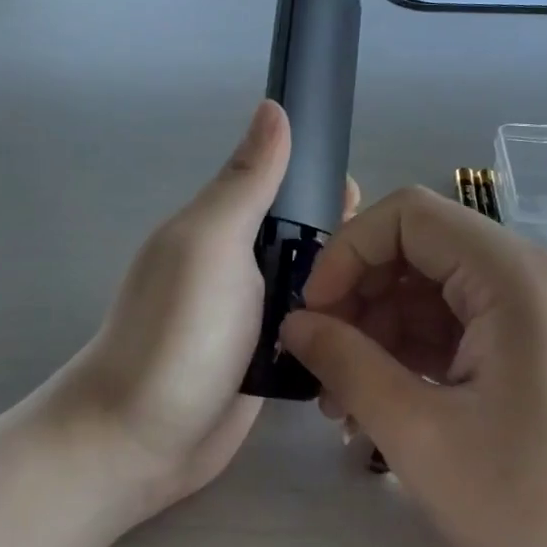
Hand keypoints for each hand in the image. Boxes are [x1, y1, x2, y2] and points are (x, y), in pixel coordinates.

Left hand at [57, 101, 356, 520]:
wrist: (141, 439)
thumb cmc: (178, 331)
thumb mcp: (212, 243)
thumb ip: (246, 182)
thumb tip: (274, 107)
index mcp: (225, 225)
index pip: (285, 183)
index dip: (325, 181)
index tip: (371, 197)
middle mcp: (242, 263)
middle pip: (307, 235)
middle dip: (349, 239)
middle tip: (395, 260)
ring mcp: (257, 315)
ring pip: (317, 283)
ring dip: (350, 284)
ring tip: (404, 295)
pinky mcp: (270, 359)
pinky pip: (314, 328)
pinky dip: (340, 325)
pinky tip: (382, 330)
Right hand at [280, 187, 546, 546]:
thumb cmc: (541, 503)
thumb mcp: (424, 438)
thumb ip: (349, 366)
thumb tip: (295, 324)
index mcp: (509, 275)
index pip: (405, 216)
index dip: (346, 253)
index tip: (313, 317)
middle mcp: (525, 276)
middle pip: (416, 252)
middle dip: (357, 301)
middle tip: (322, 368)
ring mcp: (533, 313)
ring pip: (430, 294)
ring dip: (379, 336)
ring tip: (345, 407)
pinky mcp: (534, 348)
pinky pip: (457, 329)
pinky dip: (412, 357)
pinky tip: (384, 411)